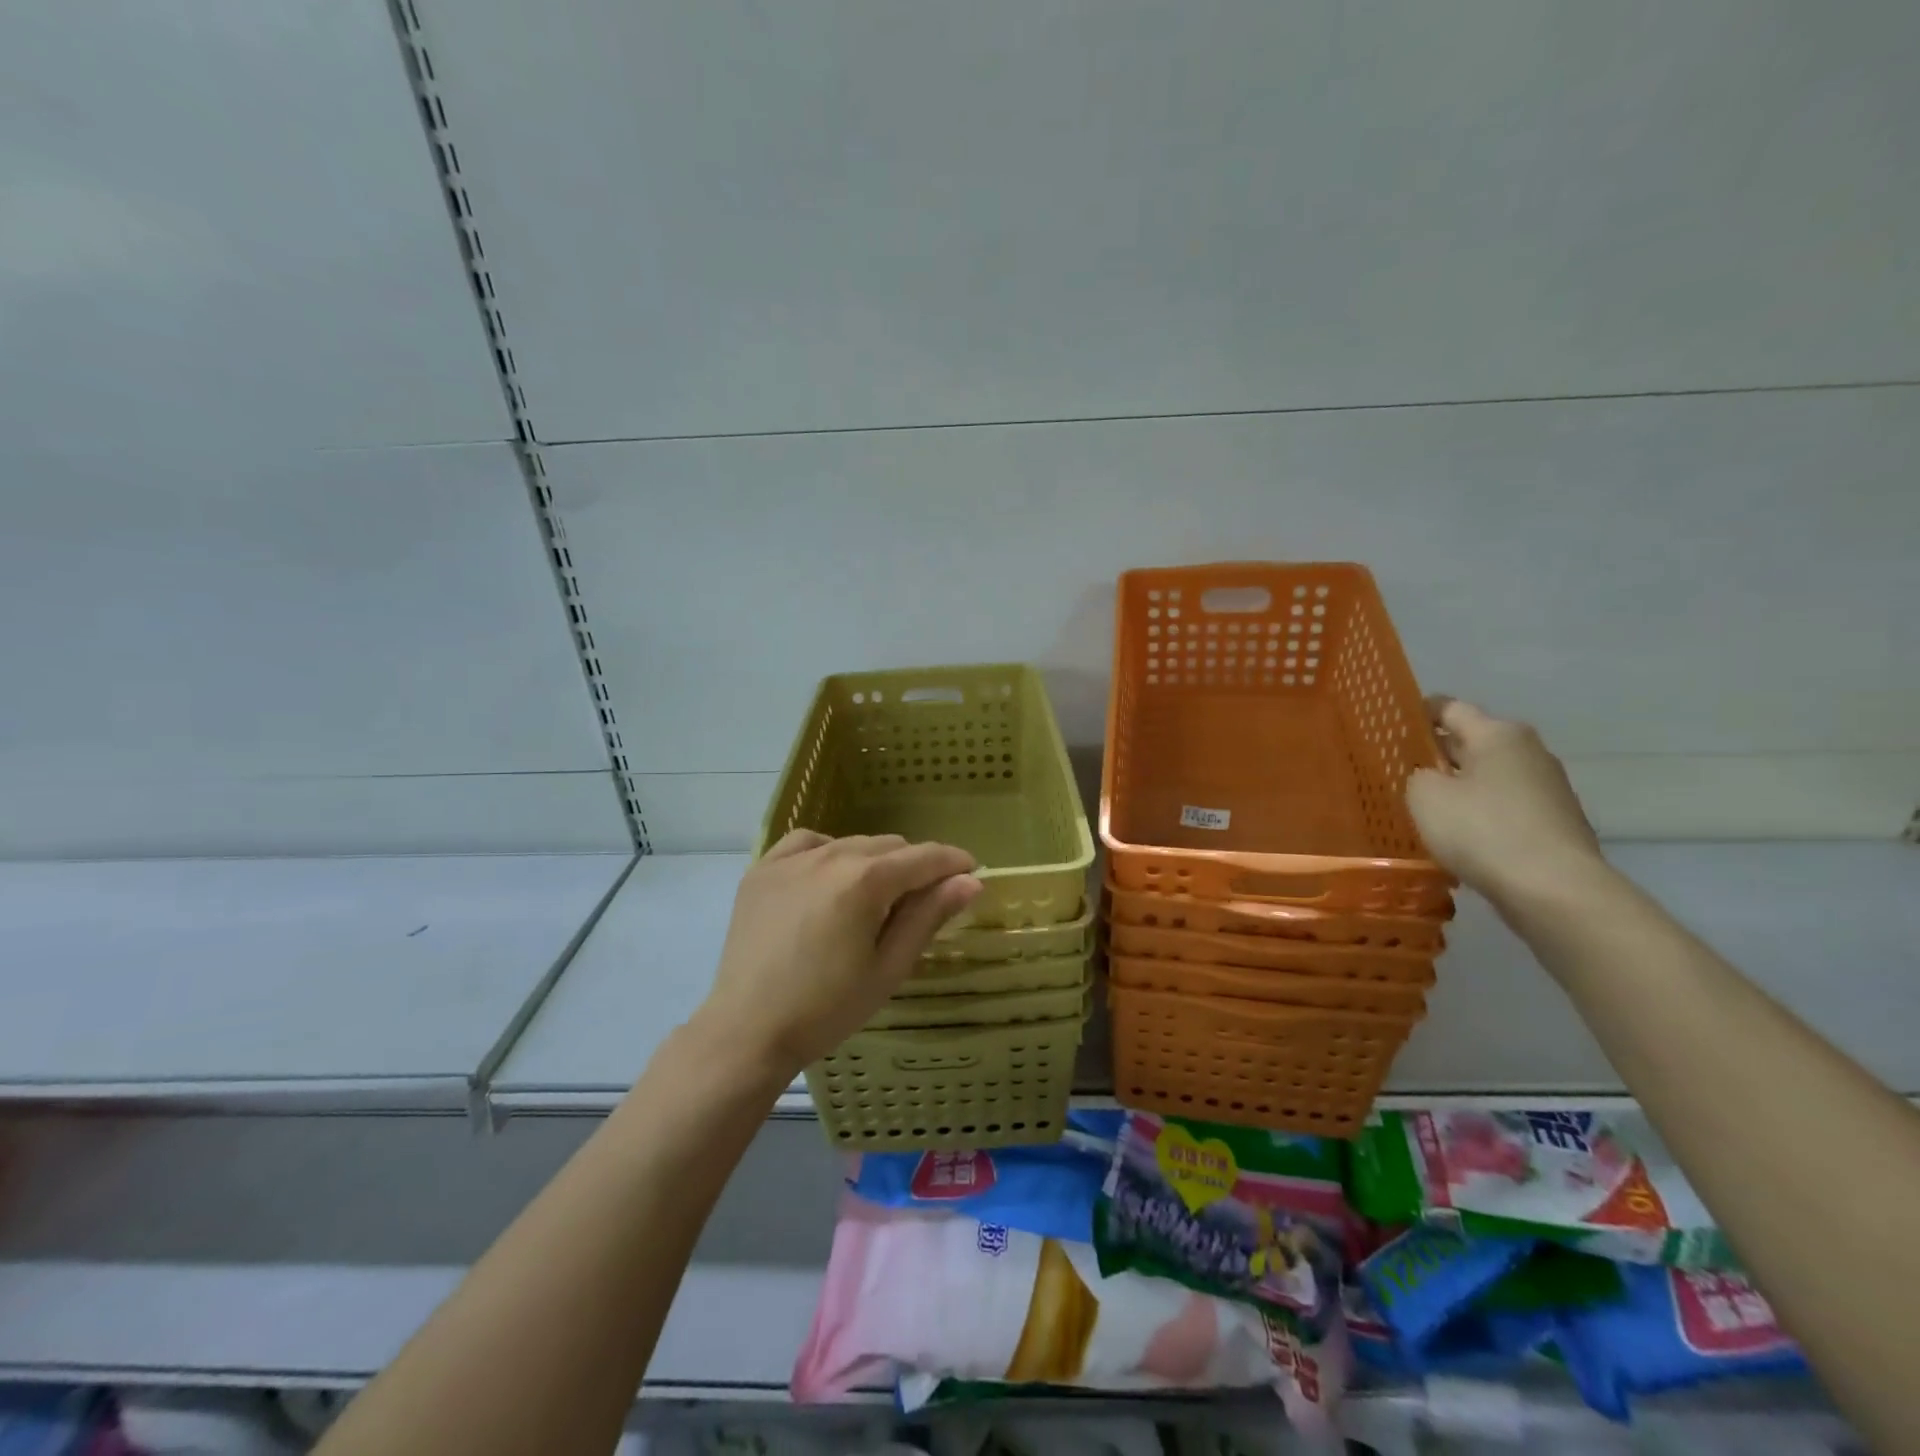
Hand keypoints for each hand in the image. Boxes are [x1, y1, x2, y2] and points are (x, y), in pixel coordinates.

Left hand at [695, 831, 982, 1080]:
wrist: (747, 1032)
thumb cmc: (826, 1009)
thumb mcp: (888, 968)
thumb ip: (928, 917)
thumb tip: (970, 880)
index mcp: (865, 881)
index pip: (924, 857)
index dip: (954, 862)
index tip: (971, 873)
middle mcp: (830, 856)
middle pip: (890, 846)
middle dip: (914, 866)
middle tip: (919, 903)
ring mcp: (790, 860)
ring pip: (851, 843)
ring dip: (873, 862)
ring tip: (872, 900)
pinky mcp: (762, 870)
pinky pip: (807, 843)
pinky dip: (828, 852)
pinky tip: (828, 879)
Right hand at [1404, 698, 1605, 907]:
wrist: (1553, 889)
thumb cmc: (1482, 830)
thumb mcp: (1425, 796)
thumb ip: (1417, 775)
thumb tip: (1428, 775)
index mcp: (1498, 734)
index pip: (1449, 708)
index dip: (1417, 712)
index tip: (1389, 724)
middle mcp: (1528, 751)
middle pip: (1471, 741)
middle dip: (1436, 752)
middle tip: (1397, 767)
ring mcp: (1546, 788)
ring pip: (1487, 776)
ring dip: (1457, 785)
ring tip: (1422, 804)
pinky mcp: (1552, 822)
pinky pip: (1503, 806)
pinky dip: (1478, 812)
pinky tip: (1456, 833)